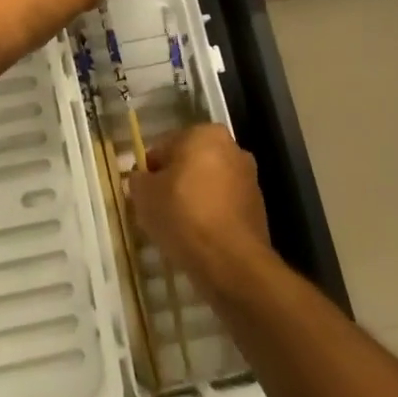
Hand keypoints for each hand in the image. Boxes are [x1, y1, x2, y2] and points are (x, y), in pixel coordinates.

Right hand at [130, 124, 271, 298]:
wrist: (231, 263)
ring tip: (179, 228)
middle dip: (175, 182)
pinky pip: (223, 207)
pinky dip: (212, 217)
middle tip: (159, 209)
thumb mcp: (144, 194)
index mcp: (204, 133)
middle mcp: (232, 148)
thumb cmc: (183, 215)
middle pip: (190, 163)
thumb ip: (138, 179)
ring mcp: (249, 179)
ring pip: (208, 185)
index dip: (150, 171)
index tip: (144, 194)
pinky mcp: (258, 209)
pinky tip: (200, 239)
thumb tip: (143, 179)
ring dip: (194, 199)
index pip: (165, 147)